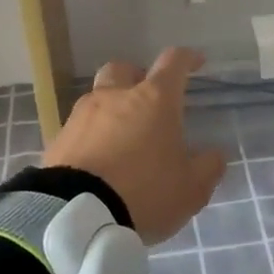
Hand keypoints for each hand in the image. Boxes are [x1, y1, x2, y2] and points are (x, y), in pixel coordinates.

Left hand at [44, 47, 227, 243]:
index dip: (187, 58)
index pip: (173, 62)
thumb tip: (214, 155)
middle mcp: (116, 97)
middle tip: (147, 98)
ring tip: (121, 137)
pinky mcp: (58, 139)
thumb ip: (207, 168)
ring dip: (111, 108)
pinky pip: (79, 128)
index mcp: (154, 100)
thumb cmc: (144, 192)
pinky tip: (97, 160)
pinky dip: (91, 135)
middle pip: (124, 69)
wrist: (76, 215)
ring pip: (98, 97)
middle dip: (137, 76)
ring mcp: (82, 115)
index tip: (196, 62)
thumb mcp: (190, 189)